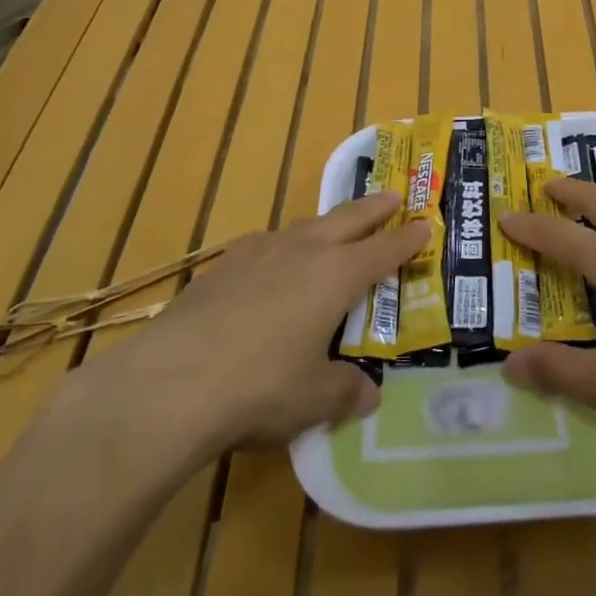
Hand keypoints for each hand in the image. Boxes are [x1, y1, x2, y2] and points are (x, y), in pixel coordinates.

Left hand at [64, 193, 426, 463]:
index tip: (426, 224)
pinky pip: (265, 246)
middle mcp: (302, 252)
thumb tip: (369, 395)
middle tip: (393, 196)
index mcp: (336, 276)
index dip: (408, 239)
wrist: (168, 383)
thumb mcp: (313, 399)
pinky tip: (271, 265)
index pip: (383, 250)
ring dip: (326, 225)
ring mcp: (258, 253)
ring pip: (304, 227)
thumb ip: (346, 392)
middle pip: (347, 219)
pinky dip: (282, 247)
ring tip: (332, 231)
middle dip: (374, 208)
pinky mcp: (222, 266)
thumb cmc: (259, 388)